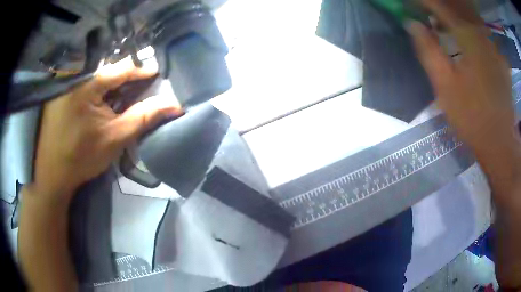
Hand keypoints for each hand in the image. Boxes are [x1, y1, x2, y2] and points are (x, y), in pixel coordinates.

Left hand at [32, 56, 180, 201]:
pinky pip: (87, 80)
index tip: (158, 73)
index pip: (122, 67)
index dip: (142, 70)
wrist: (52, 173)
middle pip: (110, 68)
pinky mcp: (62, 90)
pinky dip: (100, 87)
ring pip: (98, 73)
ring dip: (114, 81)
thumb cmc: (81, 157)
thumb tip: (175, 105)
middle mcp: (75, 75)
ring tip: (127, 89)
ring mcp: (66, 82)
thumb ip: (144, 117)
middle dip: (128, 75)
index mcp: (86, 83)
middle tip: (143, 83)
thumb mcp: (115, 138)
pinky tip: (106, 97)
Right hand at [408, 0, 515, 151]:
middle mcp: (482, 35)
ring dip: (455, 17)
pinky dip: (469, 29)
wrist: (499, 142)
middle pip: (457, 8)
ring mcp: (493, 46)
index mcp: (468, 39)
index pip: (441, 7)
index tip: (411, 3)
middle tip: (427, 15)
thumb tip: (411, 23)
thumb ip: (428, 50)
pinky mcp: (499, 58)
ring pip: (470, 19)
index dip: (424, 2)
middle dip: (440, 8)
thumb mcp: (444, 86)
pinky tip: (464, 38)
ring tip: (443, 24)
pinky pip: (482, 33)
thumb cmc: (471, 117)